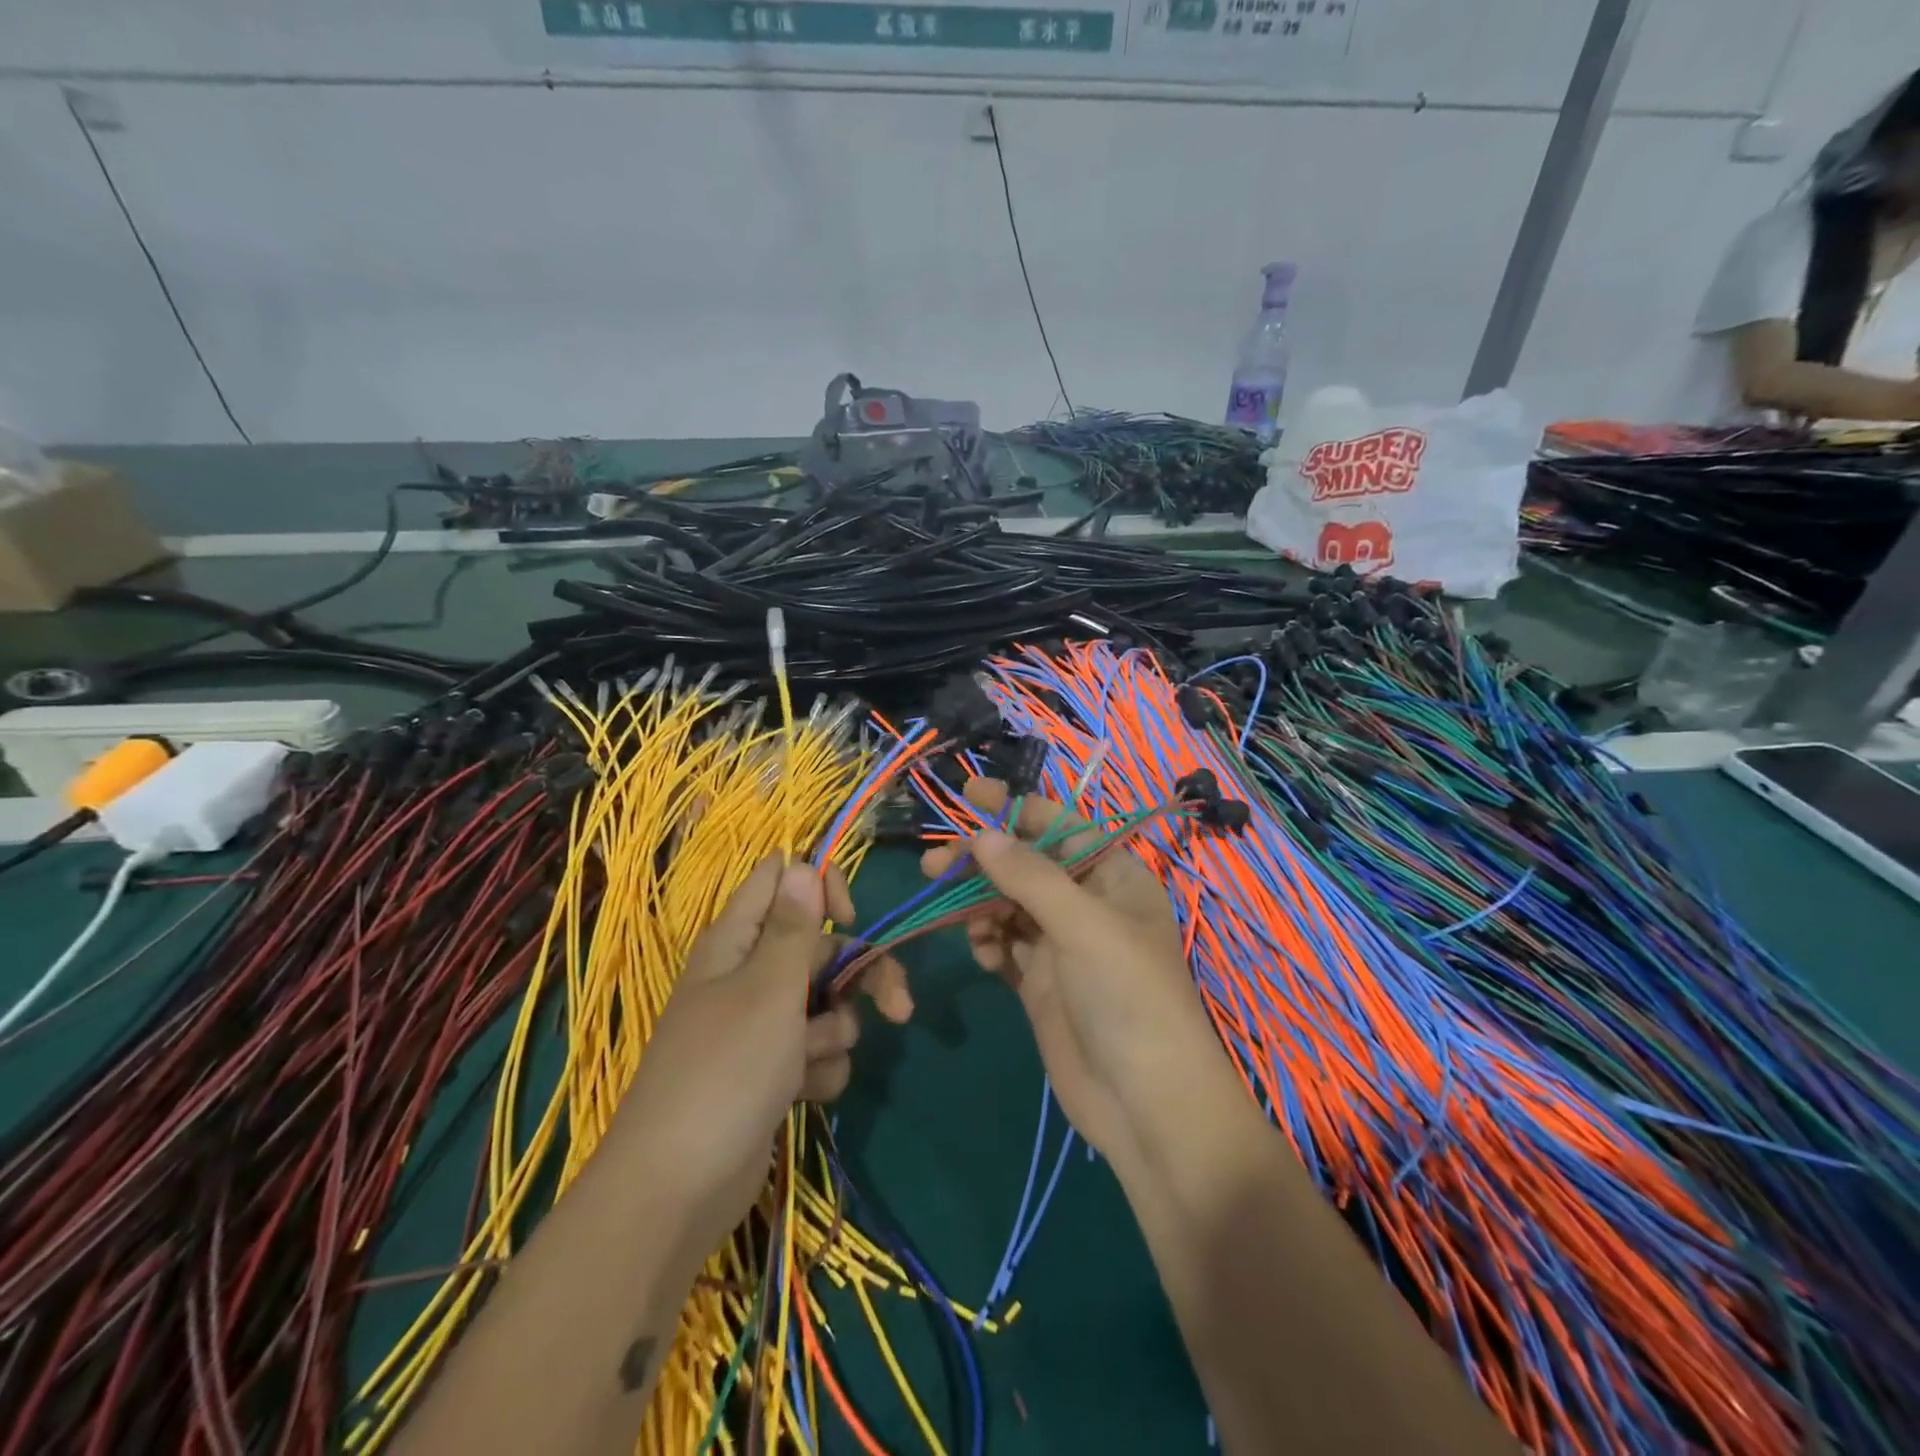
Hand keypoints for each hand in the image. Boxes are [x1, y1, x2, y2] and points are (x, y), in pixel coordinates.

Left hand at [612, 856, 910, 1258]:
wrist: (677, 1192)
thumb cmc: (725, 1073)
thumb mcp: (768, 991)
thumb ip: (794, 927)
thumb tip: (802, 864)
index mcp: (737, 940)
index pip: (782, 880)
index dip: (820, 887)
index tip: (850, 919)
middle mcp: (748, 975)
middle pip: (821, 948)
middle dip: (860, 975)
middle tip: (898, 1006)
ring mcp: (759, 1026)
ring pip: (825, 1003)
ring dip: (834, 1032)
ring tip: (810, 1063)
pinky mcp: (770, 1071)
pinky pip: (815, 1050)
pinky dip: (819, 1069)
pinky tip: (803, 1094)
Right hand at [920, 778, 1219, 1163]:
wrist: (1145, 1105)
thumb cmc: (1128, 998)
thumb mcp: (1084, 926)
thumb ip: (1030, 877)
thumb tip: (982, 834)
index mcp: (1113, 876)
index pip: (1060, 825)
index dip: (1015, 807)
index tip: (968, 793)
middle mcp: (1086, 903)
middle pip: (1025, 865)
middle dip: (983, 861)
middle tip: (934, 865)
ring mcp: (1061, 945)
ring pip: (1008, 904)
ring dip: (979, 904)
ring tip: (958, 918)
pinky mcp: (1040, 982)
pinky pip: (1004, 945)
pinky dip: (988, 942)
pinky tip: (983, 954)